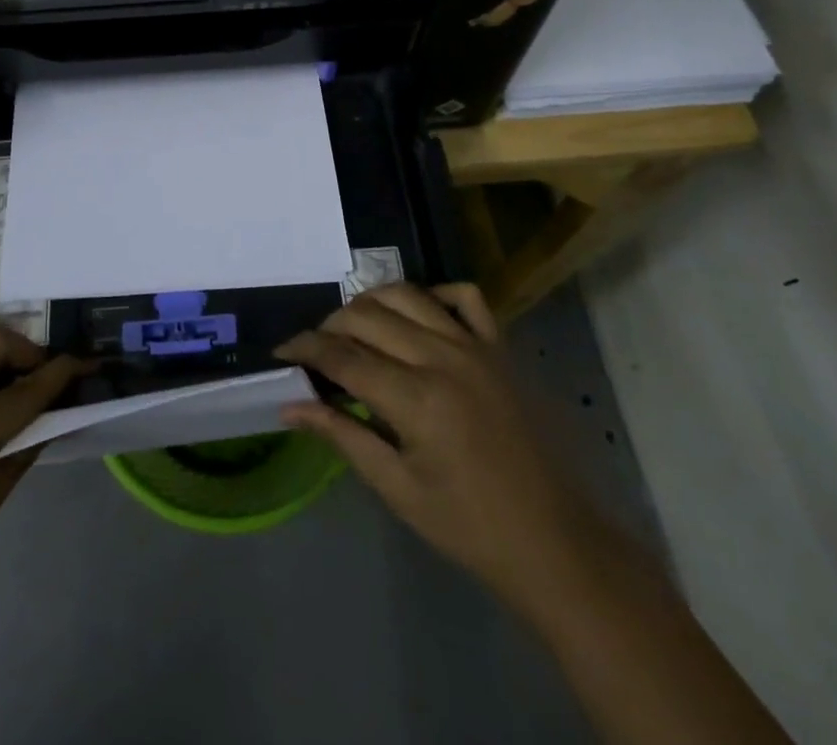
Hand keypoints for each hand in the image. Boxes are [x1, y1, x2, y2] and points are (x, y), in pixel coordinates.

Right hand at [276, 283, 582, 593]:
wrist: (555, 543)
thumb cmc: (468, 527)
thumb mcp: (397, 488)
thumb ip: (342, 436)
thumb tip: (289, 407)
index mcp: (416, 399)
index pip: (342, 355)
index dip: (304, 347)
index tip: (281, 351)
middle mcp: (443, 357)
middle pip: (368, 316)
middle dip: (331, 325)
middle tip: (317, 350)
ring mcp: (476, 346)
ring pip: (407, 295)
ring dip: (371, 303)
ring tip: (355, 327)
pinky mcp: (501, 347)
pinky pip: (464, 297)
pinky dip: (433, 294)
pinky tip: (417, 315)